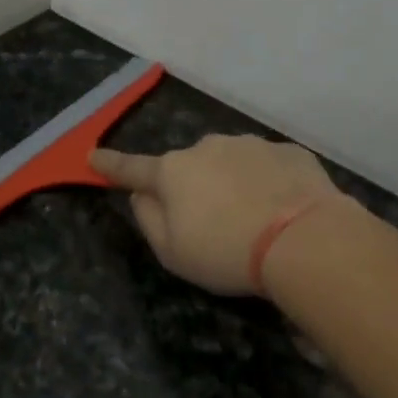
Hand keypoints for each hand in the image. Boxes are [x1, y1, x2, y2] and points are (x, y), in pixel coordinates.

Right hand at [91, 135, 344, 295]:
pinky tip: (283, 211)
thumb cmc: (226, 252)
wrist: (305, 240)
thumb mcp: (171, 252)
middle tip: (212, 225)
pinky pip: (267, 167)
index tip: (92, 156)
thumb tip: (141, 195)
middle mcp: (206, 148)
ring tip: (254, 221)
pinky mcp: (289, 151)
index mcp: (172, 172)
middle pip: (188, 168)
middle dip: (193, 188)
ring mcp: (250, 145)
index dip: (110, 165)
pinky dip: (268, 184)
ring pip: (230, 164)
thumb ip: (148, 219)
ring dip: (232, 184)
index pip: (132, 167)